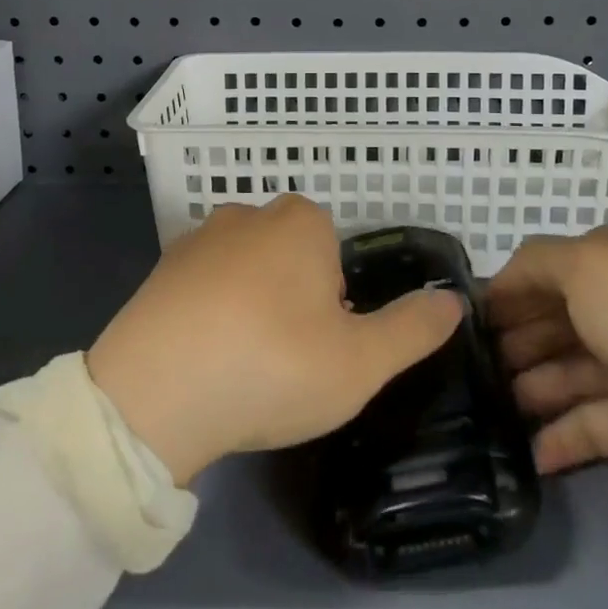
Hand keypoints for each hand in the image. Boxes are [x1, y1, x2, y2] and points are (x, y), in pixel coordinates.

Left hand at [87, 196, 463, 485]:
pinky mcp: (159, 270)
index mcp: (301, 222)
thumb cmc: (271, 366)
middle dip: (295, 300)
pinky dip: (209, 316)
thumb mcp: (361, 361)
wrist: (153, 394)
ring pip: (246, 272)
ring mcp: (198, 239)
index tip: (321, 345)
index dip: (335, 302)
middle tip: (287, 359)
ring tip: (243, 365)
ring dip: (251, 309)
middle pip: (291, 258)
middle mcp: (248, 214)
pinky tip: (202, 360)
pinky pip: (203, 289)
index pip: (335, 253)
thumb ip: (413, 329)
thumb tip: (454, 300)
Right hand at [486, 225, 607, 554]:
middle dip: (507, 342)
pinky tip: (525, 452)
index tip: (459, 321)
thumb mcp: (589, 266)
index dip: (501, 292)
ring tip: (484, 411)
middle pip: (547, 322)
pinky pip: (587, 427)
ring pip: (561, 374)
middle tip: (462, 370)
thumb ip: (534, 265)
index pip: (540, 270)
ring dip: (525, 389)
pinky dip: (557, 437)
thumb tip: (500, 283)